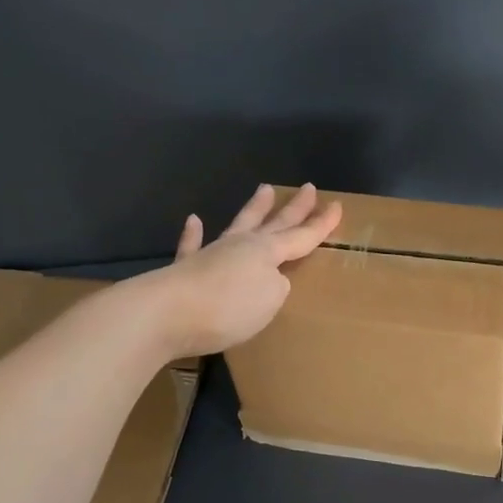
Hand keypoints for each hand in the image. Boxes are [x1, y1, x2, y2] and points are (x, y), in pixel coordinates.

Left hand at [136, 183, 342, 356]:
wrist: (166, 314)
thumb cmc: (228, 308)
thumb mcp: (269, 300)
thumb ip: (276, 287)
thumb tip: (269, 279)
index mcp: (267, 252)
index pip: (301, 236)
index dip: (321, 224)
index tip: (337, 205)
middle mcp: (241, 246)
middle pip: (274, 223)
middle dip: (294, 208)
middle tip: (307, 188)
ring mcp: (211, 254)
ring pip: (238, 225)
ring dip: (253, 209)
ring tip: (264, 189)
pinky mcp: (184, 270)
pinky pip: (192, 246)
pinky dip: (193, 234)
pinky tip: (194, 220)